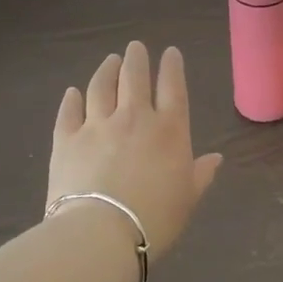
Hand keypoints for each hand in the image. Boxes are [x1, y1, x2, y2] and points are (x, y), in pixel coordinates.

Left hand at [47, 42, 222, 258]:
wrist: (100, 234)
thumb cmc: (155, 218)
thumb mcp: (188, 198)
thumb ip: (201, 174)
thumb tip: (216, 158)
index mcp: (170, 129)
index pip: (173, 87)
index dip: (172, 67)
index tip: (170, 52)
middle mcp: (134, 117)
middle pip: (134, 77)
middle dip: (136, 58)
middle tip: (135, 47)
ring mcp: (97, 125)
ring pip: (101, 87)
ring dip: (107, 70)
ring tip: (110, 61)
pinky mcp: (66, 140)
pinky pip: (69, 111)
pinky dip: (72, 99)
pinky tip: (73, 92)